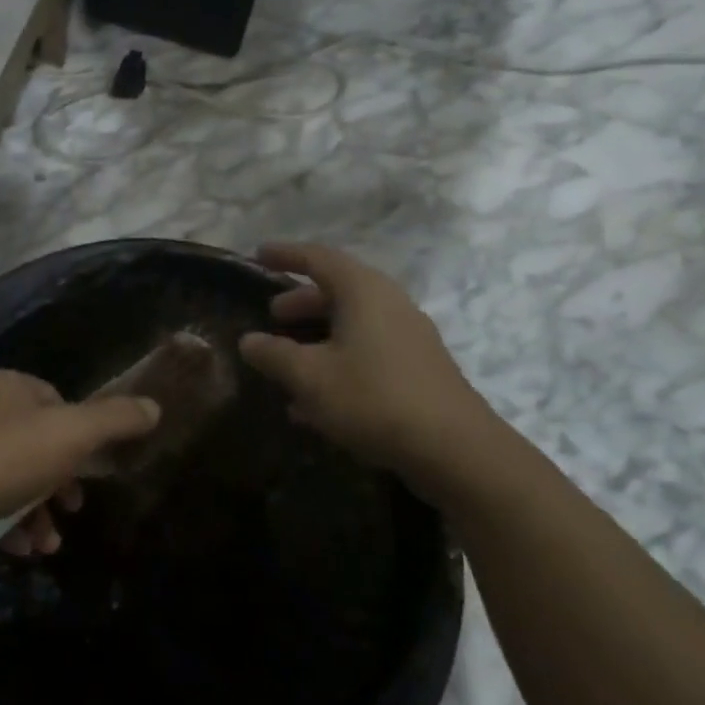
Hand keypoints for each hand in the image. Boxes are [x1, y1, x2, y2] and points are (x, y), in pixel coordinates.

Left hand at [0, 370, 160, 556]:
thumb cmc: (7, 458)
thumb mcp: (72, 434)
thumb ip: (114, 420)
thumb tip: (154, 406)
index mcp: (8, 385)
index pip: (57, 401)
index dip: (79, 435)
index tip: (91, 469)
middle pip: (38, 443)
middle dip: (60, 484)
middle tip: (73, 510)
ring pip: (15, 477)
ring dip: (38, 512)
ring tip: (48, 544)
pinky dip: (10, 523)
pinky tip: (20, 548)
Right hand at [238, 242, 491, 471]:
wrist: (455, 450)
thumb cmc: (373, 398)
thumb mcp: (309, 376)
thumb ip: (274, 354)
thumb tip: (249, 340)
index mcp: (363, 292)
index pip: (319, 258)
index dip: (286, 255)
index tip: (258, 254)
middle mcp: (389, 305)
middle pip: (337, 292)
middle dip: (300, 302)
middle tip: (271, 316)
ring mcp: (408, 339)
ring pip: (351, 326)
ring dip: (316, 338)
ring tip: (285, 362)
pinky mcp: (417, 371)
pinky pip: (367, 353)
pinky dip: (336, 363)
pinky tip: (312, 403)